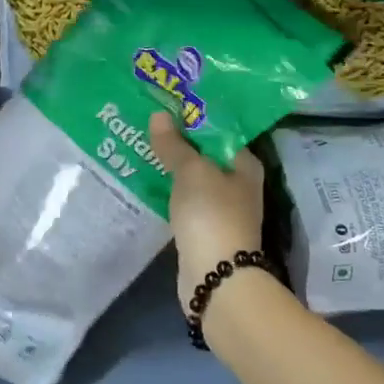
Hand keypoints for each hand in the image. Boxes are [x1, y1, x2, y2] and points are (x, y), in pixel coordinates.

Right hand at [149, 111, 264, 309]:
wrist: (216, 278)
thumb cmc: (211, 214)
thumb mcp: (191, 171)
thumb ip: (174, 144)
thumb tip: (159, 114)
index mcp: (244, 165)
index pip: (219, 131)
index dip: (193, 117)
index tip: (165, 105)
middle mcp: (237, 184)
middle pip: (204, 154)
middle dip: (177, 141)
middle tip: (146, 123)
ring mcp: (220, 209)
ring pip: (192, 179)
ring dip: (170, 167)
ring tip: (139, 146)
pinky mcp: (203, 229)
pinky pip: (183, 201)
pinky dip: (168, 191)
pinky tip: (145, 181)